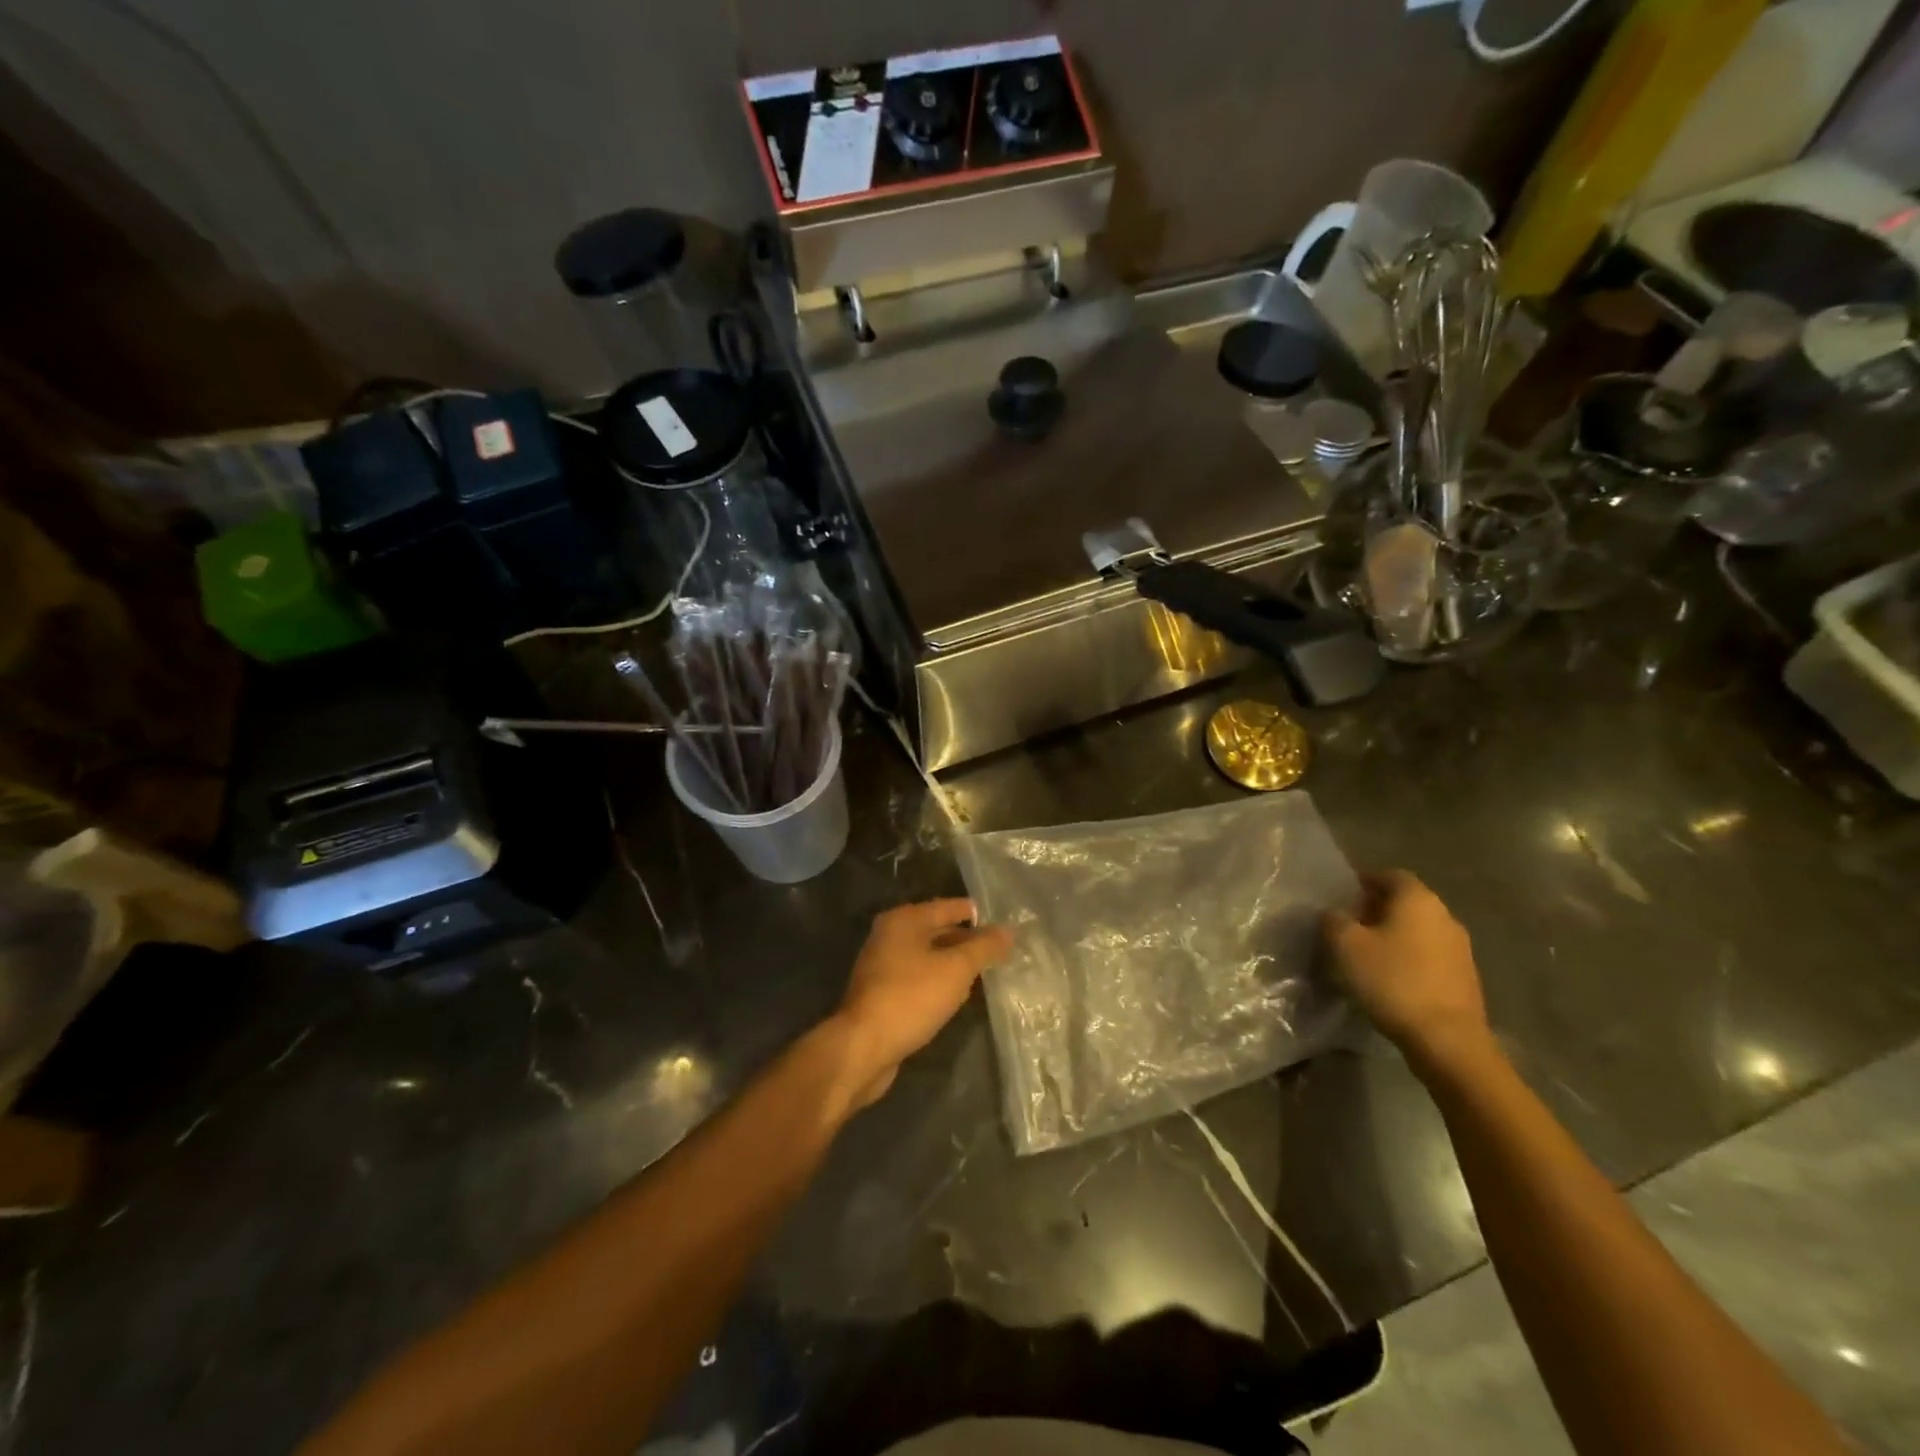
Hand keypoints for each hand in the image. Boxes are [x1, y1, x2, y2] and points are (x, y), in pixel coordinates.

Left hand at [832, 899, 1014, 1106]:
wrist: (863, 1047)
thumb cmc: (911, 998)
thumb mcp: (956, 969)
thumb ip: (983, 948)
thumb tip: (1008, 931)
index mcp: (904, 920)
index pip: (949, 907)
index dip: (977, 914)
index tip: (1004, 923)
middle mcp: (890, 936)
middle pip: (938, 931)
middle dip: (968, 941)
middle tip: (1001, 950)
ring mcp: (884, 966)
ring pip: (929, 957)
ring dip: (954, 964)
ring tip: (986, 972)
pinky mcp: (884, 994)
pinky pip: (920, 979)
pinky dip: (939, 983)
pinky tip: (958, 996)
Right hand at [1323, 870, 1490, 1079]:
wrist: (1447, 1040)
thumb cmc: (1392, 981)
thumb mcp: (1345, 945)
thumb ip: (1333, 920)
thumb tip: (1334, 914)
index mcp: (1418, 900)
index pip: (1390, 875)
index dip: (1365, 881)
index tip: (1342, 896)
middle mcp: (1445, 916)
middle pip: (1406, 902)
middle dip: (1377, 909)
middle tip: (1349, 925)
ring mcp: (1460, 949)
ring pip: (1419, 930)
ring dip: (1394, 935)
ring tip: (1366, 954)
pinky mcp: (1465, 978)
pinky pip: (1429, 956)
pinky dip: (1409, 958)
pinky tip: (1390, 978)